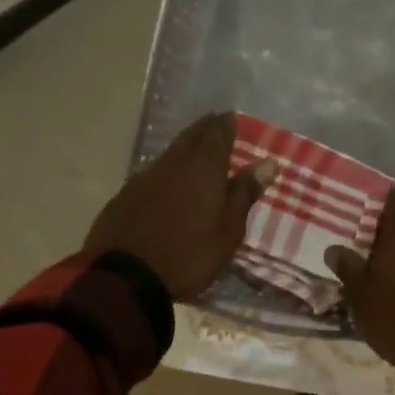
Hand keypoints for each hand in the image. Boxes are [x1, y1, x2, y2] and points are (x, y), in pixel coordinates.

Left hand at [86, 113, 274, 299]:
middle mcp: (174, 163)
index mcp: (203, 167)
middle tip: (216, 123)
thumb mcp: (229, 229)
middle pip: (191, 136)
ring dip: (185, 147)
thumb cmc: (189, 253)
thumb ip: (245, 192)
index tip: (233, 117)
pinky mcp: (125, 195)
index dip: (226, 124)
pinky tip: (169, 180)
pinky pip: (153, 172)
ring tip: (196, 150)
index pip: (217, 133)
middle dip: (205, 128)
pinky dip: (167, 170)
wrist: (125, 277)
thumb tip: (268, 162)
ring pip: (171, 153)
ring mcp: (145, 177)